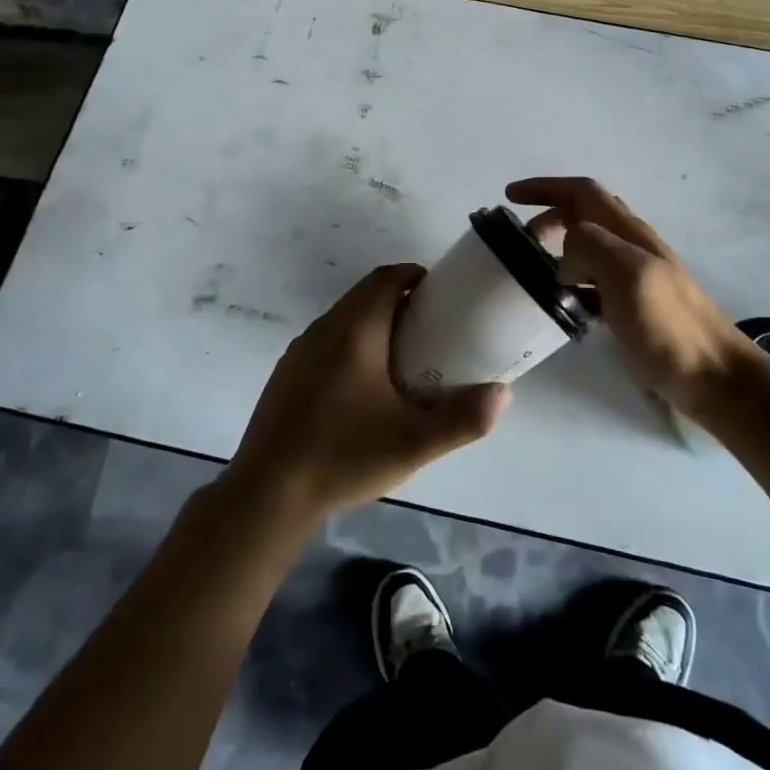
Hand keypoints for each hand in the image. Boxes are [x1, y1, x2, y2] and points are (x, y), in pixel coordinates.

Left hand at [225, 264, 509, 524]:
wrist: (267, 492)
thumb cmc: (344, 455)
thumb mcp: (414, 443)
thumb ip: (463, 418)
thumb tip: (502, 393)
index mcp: (354, 331)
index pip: (386, 278)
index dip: (415, 276)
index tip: (441, 294)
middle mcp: (323, 329)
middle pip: (365, 296)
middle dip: (400, 302)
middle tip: (432, 330)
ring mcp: (299, 352)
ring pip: (344, 320)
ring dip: (375, 325)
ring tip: (404, 360)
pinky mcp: (286, 375)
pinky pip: (327, 342)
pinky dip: (352, 346)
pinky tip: (363, 390)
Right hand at [508, 177, 756, 411]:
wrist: (713, 377)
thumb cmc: (669, 324)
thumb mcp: (626, 274)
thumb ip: (589, 248)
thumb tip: (565, 260)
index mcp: (628, 231)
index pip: (581, 192)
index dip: (545, 187)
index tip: (510, 196)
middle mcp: (632, 246)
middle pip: (583, 216)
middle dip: (548, 219)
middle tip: (520, 243)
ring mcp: (635, 277)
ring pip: (588, 250)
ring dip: (558, 252)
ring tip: (532, 274)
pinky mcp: (634, 307)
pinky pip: (594, 284)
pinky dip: (572, 285)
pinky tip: (562, 306)